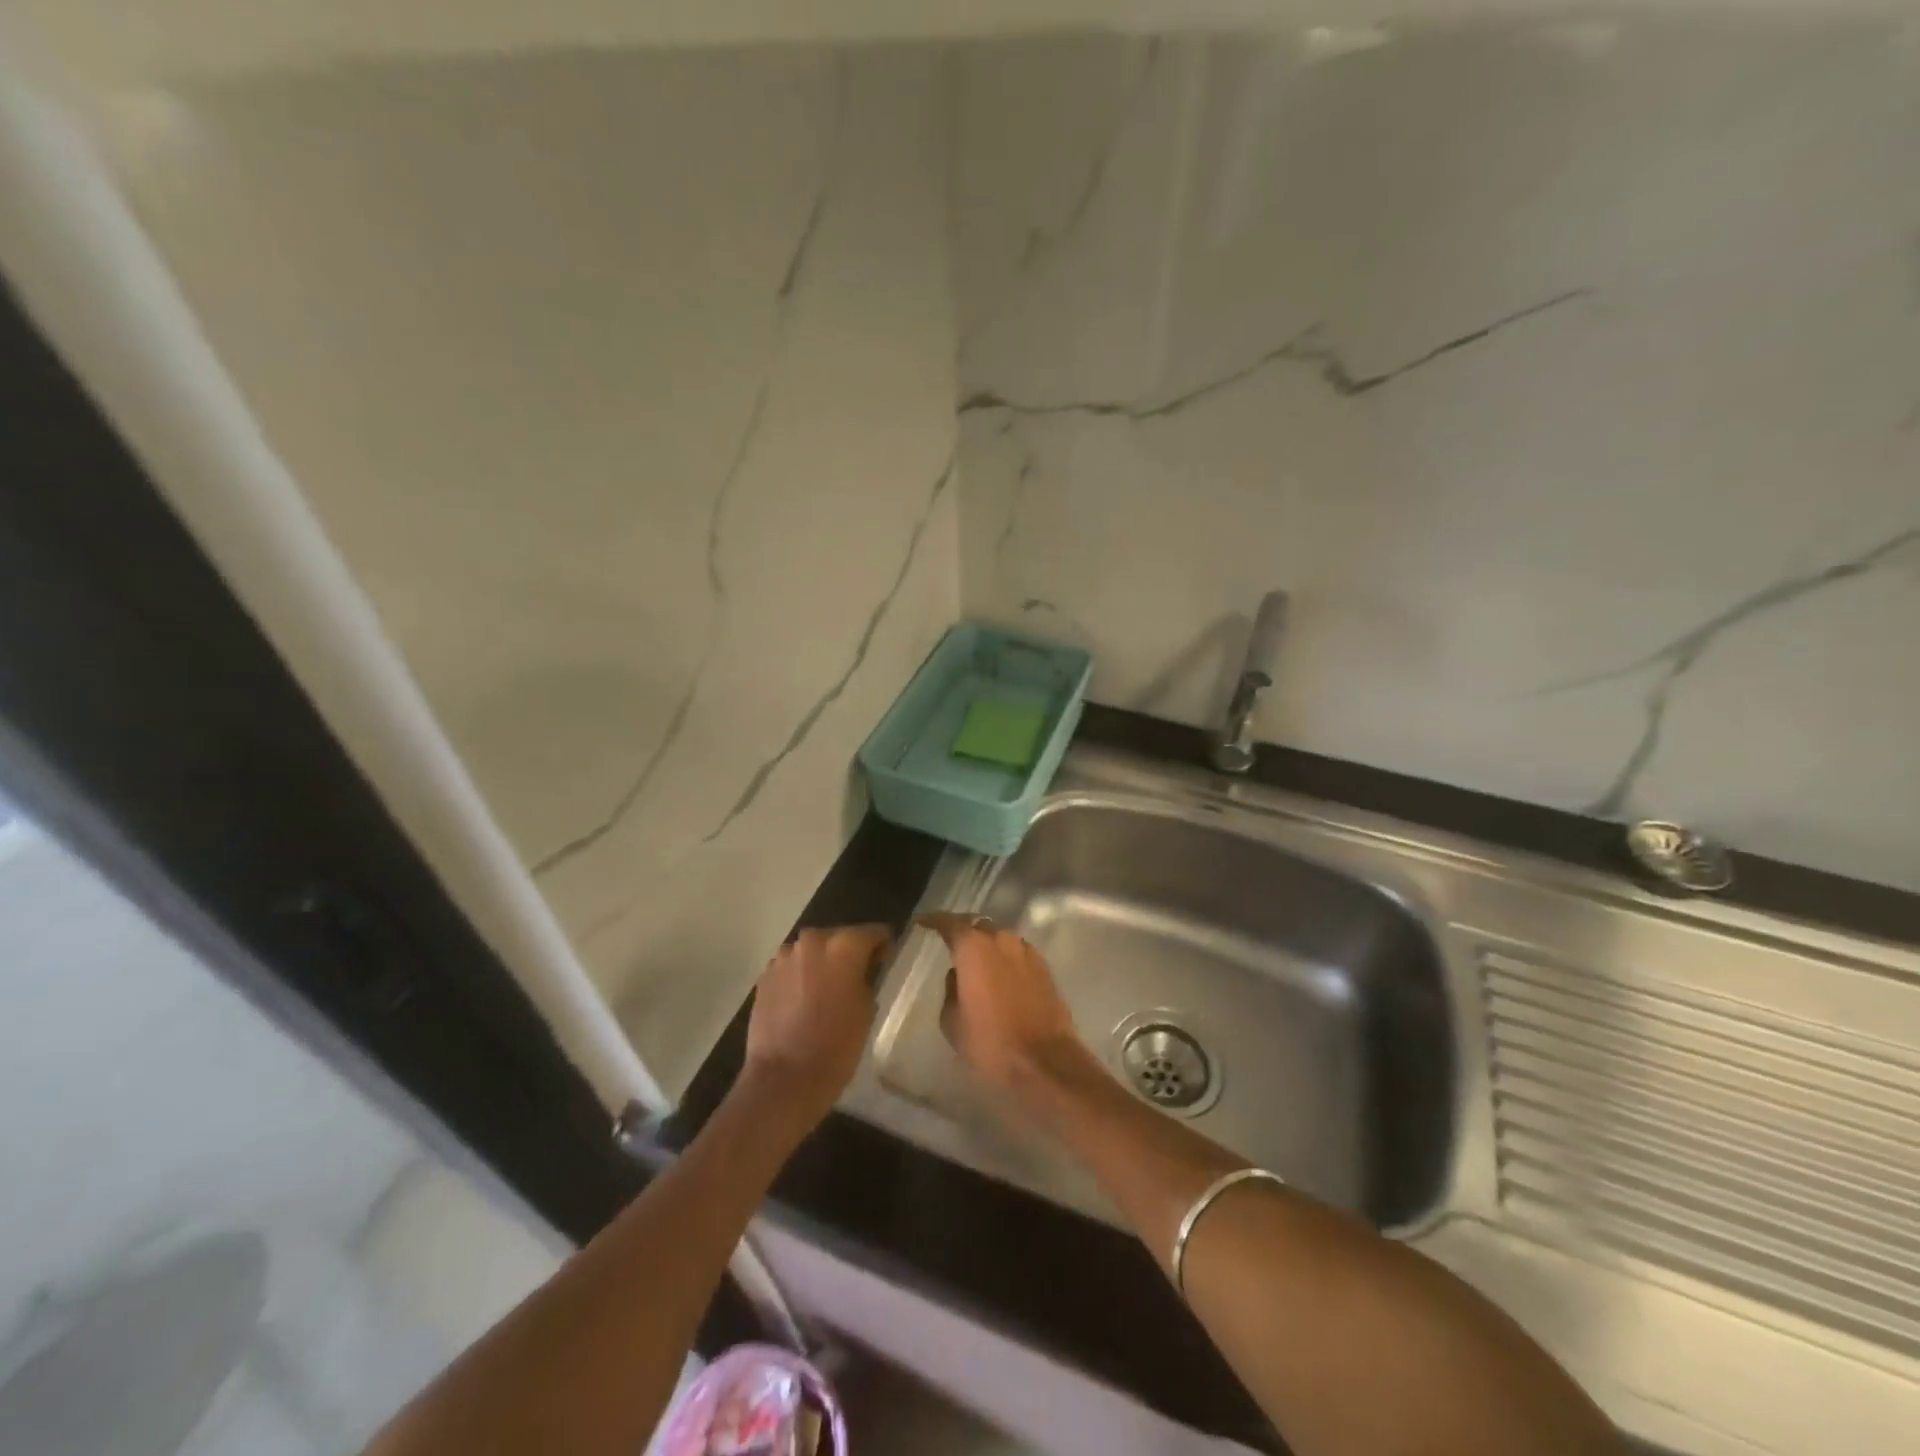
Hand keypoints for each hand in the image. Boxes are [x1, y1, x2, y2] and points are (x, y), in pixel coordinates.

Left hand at [741, 924, 891, 1127]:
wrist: (784, 1080)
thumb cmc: (836, 1046)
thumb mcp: (866, 1009)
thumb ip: (866, 977)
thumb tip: (864, 968)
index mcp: (843, 946)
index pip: (873, 932)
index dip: (883, 945)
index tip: (886, 960)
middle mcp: (812, 941)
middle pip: (838, 937)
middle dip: (849, 952)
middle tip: (858, 976)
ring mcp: (783, 957)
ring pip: (812, 951)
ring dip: (821, 963)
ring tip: (827, 990)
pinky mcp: (765, 976)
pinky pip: (791, 968)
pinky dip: (800, 976)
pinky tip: (804, 1001)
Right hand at [916, 913, 1089, 1097]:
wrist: (1044, 1060)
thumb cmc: (990, 1041)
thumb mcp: (952, 1021)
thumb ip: (950, 989)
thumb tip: (958, 976)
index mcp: (974, 948)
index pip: (949, 923)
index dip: (934, 920)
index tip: (922, 922)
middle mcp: (1001, 940)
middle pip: (978, 927)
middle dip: (963, 933)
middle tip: (951, 945)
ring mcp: (1026, 951)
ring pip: (1000, 940)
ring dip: (987, 947)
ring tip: (977, 964)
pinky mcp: (1044, 967)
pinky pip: (1017, 954)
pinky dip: (1005, 959)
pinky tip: (1000, 977)